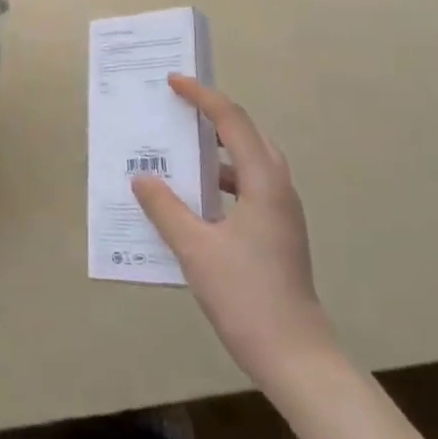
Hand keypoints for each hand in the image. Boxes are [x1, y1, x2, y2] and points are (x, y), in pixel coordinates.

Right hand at [132, 75, 341, 397]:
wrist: (295, 356)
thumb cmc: (246, 295)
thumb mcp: (194, 248)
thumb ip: (165, 208)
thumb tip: (142, 178)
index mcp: (264, 184)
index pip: (233, 123)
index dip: (203, 97)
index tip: (174, 82)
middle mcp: (278, 190)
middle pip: (249, 137)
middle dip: (215, 117)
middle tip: (179, 109)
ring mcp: (281, 215)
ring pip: (250, 165)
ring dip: (218, 152)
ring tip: (181, 151)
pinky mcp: (276, 235)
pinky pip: (247, 190)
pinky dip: (221, 182)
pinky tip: (193, 202)